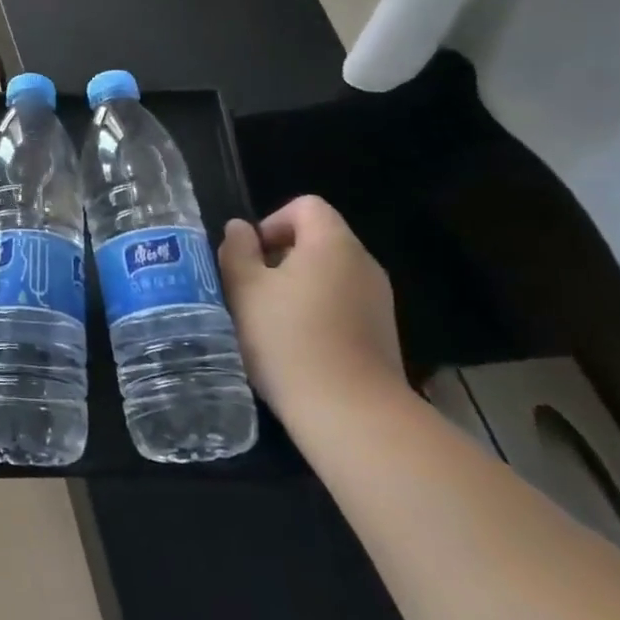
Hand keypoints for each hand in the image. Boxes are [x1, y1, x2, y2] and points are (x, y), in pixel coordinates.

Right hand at [219, 196, 404, 420]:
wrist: (350, 413)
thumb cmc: (289, 339)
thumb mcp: (244, 289)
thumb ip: (237, 250)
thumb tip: (239, 229)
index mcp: (333, 243)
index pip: (306, 206)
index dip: (272, 221)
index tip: (251, 256)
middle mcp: (364, 264)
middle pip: (319, 240)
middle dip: (280, 257)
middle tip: (252, 289)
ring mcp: (379, 301)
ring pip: (329, 275)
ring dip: (297, 288)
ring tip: (270, 320)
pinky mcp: (383, 334)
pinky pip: (343, 304)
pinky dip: (318, 313)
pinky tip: (297, 346)